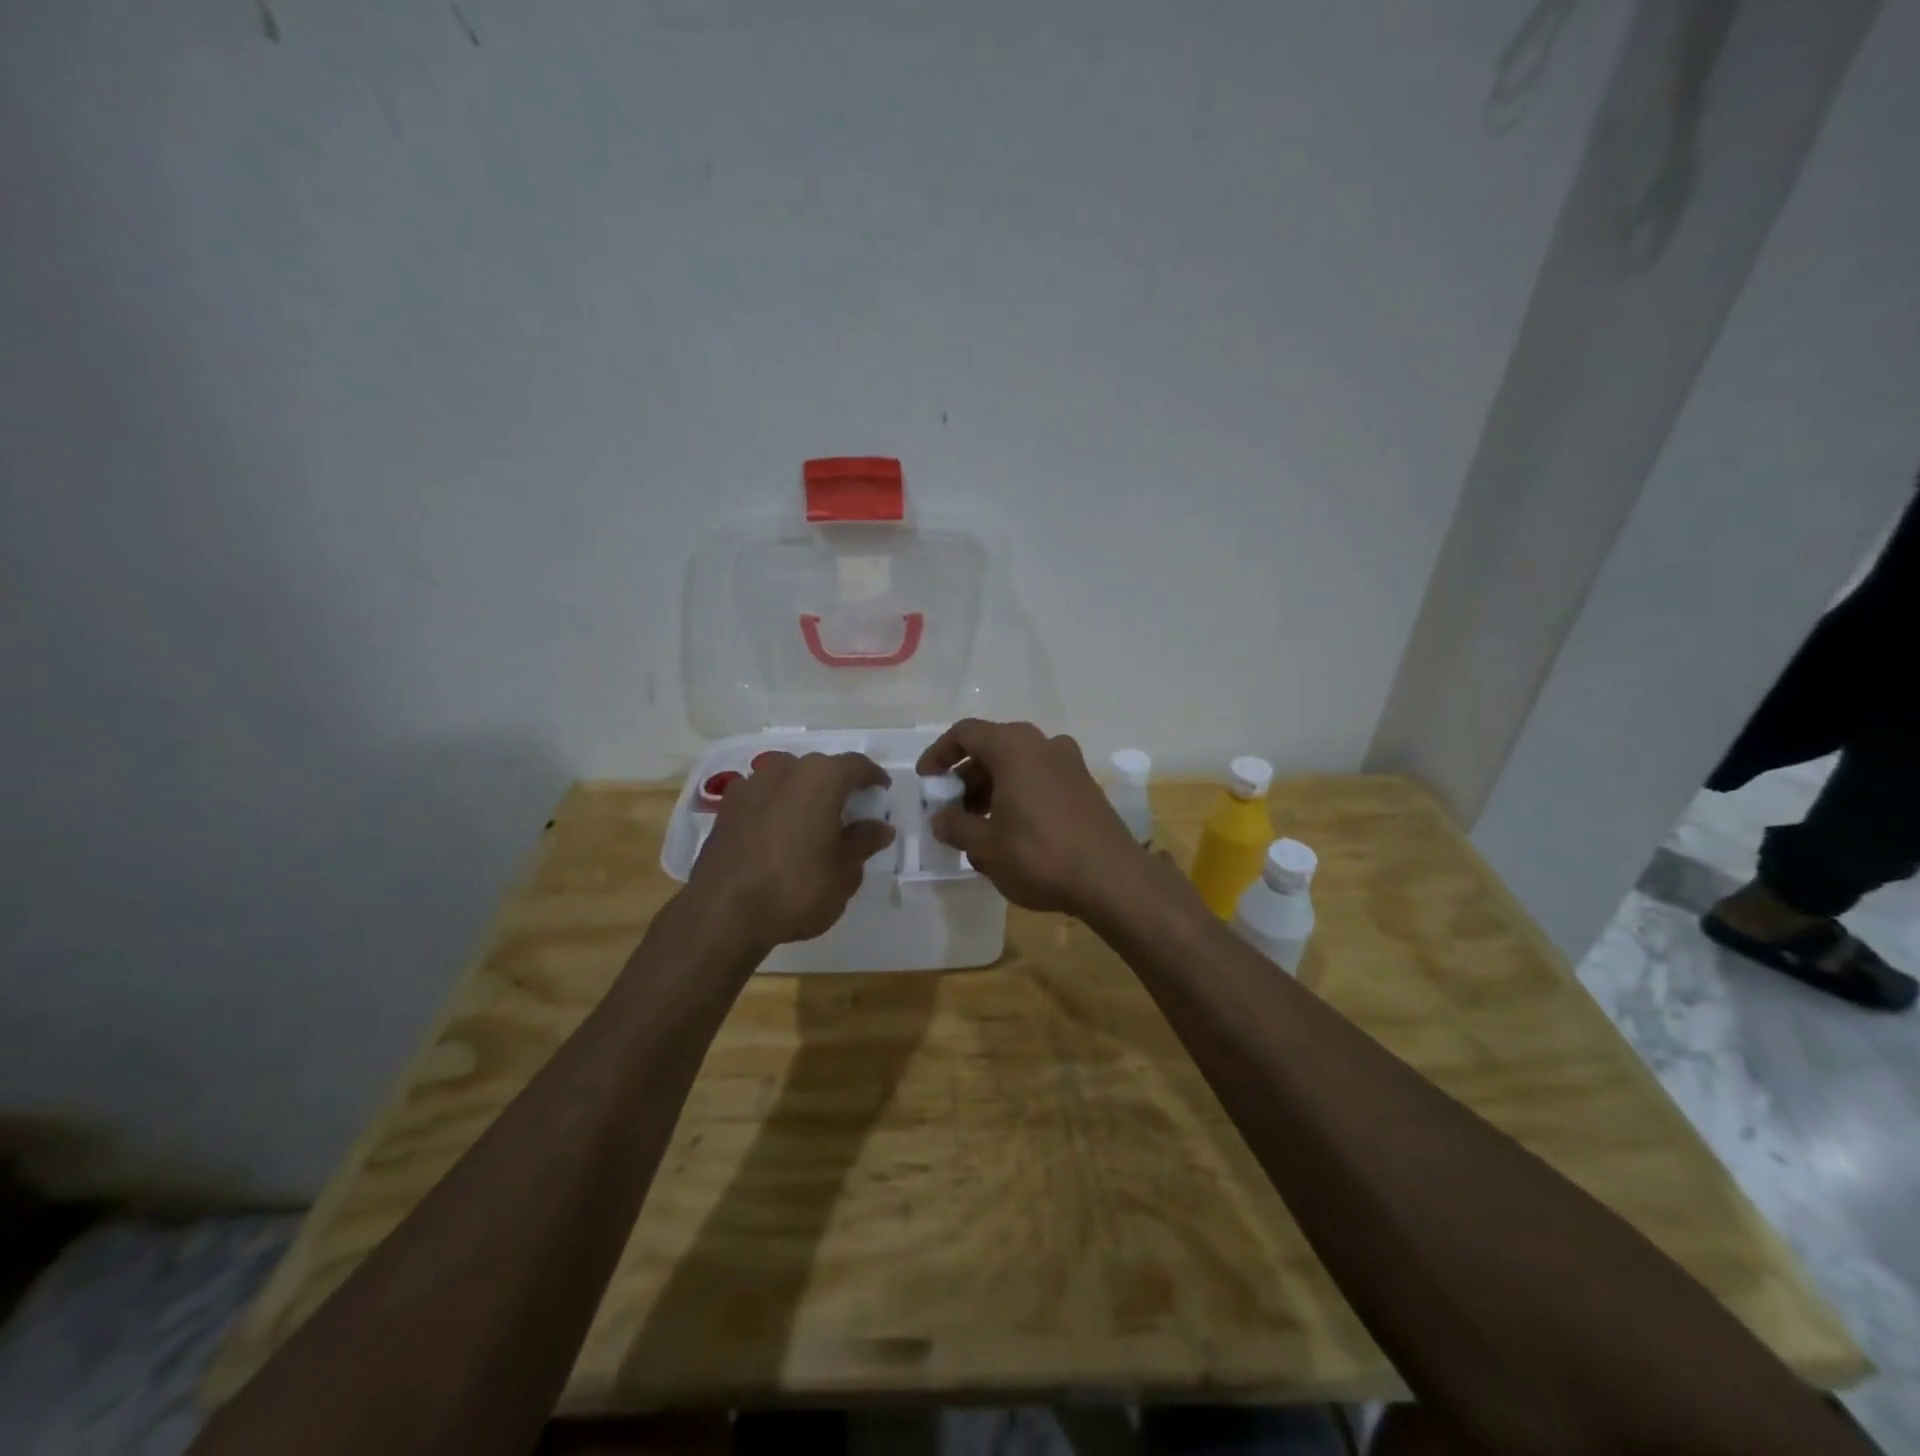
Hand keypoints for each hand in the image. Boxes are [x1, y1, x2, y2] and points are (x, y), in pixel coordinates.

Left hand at [684, 752, 894, 952]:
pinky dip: (776, 810)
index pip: (856, 765)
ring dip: (802, 796)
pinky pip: (761, 800)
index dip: (873, 777)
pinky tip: (779, 837)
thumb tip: (880, 827)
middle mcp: (783, 770)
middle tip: (850, 814)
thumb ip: (864, 842)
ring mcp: (749, 787)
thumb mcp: (845, 871)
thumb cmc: (797, 887)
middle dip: (837, 787)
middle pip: (819, 769)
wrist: (722, 913)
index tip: (882, 793)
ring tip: (812, 826)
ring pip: (786, 781)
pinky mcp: (725, 810)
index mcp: (819, 777)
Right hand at [915, 719, 1147, 917]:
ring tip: (977, 826)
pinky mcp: (1085, 786)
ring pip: (1017, 764)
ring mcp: (1069, 763)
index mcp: (1014, 747)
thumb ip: (955, 827)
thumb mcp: (985, 846)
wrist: (1112, 879)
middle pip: (992, 748)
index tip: (927, 781)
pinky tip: (1010, 830)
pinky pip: (1039, 778)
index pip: (966, 733)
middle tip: (951, 810)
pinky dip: (1017, 794)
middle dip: (966, 777)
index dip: (939, 754)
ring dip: (991, 788)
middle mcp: (1043, 744)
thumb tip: (941, 819)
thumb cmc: (1039, 855)